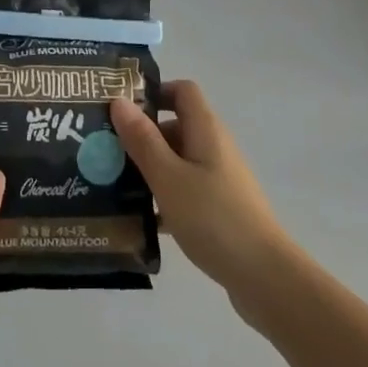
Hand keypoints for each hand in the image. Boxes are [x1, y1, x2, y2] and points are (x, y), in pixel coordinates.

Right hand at [111, 80, 297, 323]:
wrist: (263, 275)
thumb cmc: (213, 217)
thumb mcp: (168, 176)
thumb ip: (143, 140)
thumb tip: (119, 100)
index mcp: (206, 129)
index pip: (182, 91)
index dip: (154, 92)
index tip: (121, 109)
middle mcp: (214, 146)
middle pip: (175, 126)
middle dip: (141, 135)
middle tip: (104, 150)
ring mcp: (219, 178)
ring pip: (177, 160)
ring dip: (148, 168)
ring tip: (112, 184)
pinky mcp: (219, 206)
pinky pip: (184, 189)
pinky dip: (162, 196)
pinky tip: (139, 219)